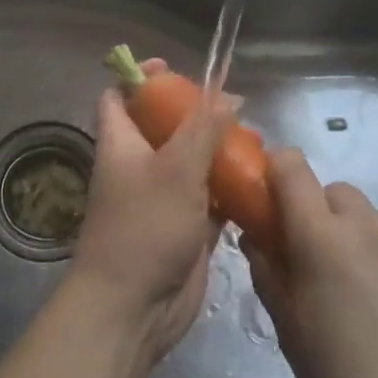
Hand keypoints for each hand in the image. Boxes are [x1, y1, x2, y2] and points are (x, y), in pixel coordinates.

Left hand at [69, 60, 226, 368]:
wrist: (133, 309)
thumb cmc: (144, 227)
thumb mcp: (176, 169)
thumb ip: (203, 129)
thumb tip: (228, 96)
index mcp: (121, 142)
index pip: (118, 96)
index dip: (139, 78)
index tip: (171, 68)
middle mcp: (138, 165)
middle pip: (163, 127)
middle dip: (194, 114)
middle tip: (230, 107)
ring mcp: (161, 198)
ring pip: (190, 162)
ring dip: (217, 152)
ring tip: (254, 140)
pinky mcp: (184, 228)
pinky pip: (209, 199)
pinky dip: (228, 190)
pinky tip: (258, 182)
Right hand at [244, 148, 377, 377]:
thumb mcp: (290, 333)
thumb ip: (269, 271)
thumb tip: (258, 235)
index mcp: (320, 240)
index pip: (291, 168)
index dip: (280, 172)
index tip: (276, 197)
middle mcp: (370, 228)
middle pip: (339, 195)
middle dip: (328, 219)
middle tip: (331, 268)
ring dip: (373, 251)